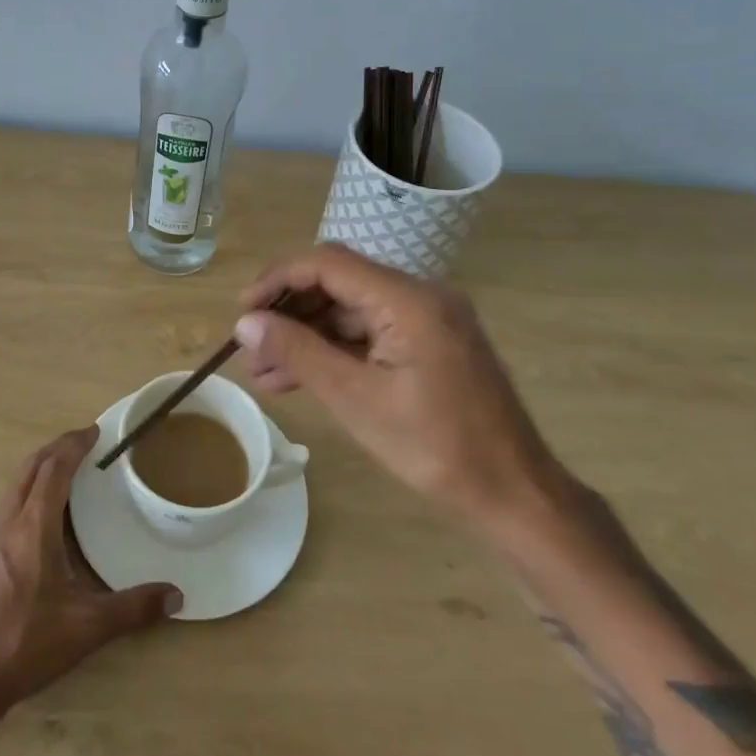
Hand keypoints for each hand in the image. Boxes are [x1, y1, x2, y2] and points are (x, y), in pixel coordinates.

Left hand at [0, 429, 181, 723]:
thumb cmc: (23, 644)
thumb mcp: (86, 628)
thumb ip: (133, 610)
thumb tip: (177, 596)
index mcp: (33, 527)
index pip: (53, 470)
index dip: (74, 445)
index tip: (94, 430)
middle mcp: (9, 524)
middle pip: (30, 469)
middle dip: (56, 448)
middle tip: (83, 441)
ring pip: (16, 487)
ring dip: (41, 469)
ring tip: (68, 472)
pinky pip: (11, 508)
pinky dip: (31, 493)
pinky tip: (45, 520)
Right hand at [234, 245, 558, 525]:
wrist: (513, 492)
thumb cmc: (434, 447)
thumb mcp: (356, 399)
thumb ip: (299, 352)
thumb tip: (245, 323)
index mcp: (407, 299)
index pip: (328, 263)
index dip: (278, 279)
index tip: (243, 311)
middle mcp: (420, 296)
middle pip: (338, 284)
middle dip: (289, 313)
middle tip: (249, 347)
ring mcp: (427, 320)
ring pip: (350, 312)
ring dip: (307, 336)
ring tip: (263, 372)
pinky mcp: (429, 344)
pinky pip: (371, 334)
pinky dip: (335, 351)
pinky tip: (299, 378)